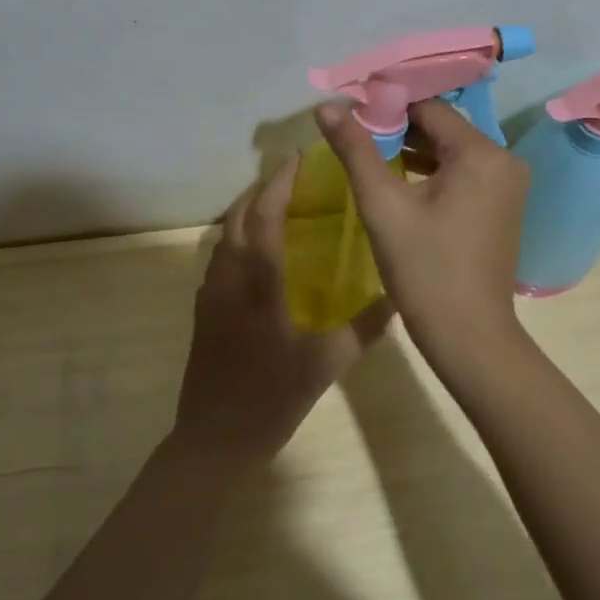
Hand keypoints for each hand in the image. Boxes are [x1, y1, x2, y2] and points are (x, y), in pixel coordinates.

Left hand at [173, 157, 392, 467]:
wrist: (214, 439)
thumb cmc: (270, 399)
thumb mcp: (325, 366)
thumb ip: (363, 330)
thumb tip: (397, 299)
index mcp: (258, 284)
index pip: (264, 217)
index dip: (279, 184)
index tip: (297, 160)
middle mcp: (228, 279)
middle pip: (236, 217)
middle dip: (260, 190)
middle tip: (290, 177)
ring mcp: (210, 294)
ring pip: (224, 236)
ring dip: (246, 212)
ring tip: (276, 205)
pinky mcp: (202, 311)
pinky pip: (219, 258)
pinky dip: (237, 238)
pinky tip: (258, 252)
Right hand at [314, 99, 528, 360]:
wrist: (469, 338)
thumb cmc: (425, 270)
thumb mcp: (383, 207)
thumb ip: (355, 151)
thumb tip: (326, 107)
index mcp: (482, 153)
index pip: (428, 107)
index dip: (386, 104)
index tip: (349, 110)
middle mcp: (504, 160)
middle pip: (441, 127)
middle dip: (396, 126)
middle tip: (352, 132)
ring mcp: (507, 184)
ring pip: (450, 150)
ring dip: (411, 149)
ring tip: (366, 151)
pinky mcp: (500, 205)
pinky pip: (461, 173)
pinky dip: (430, 171)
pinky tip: (396, 178)